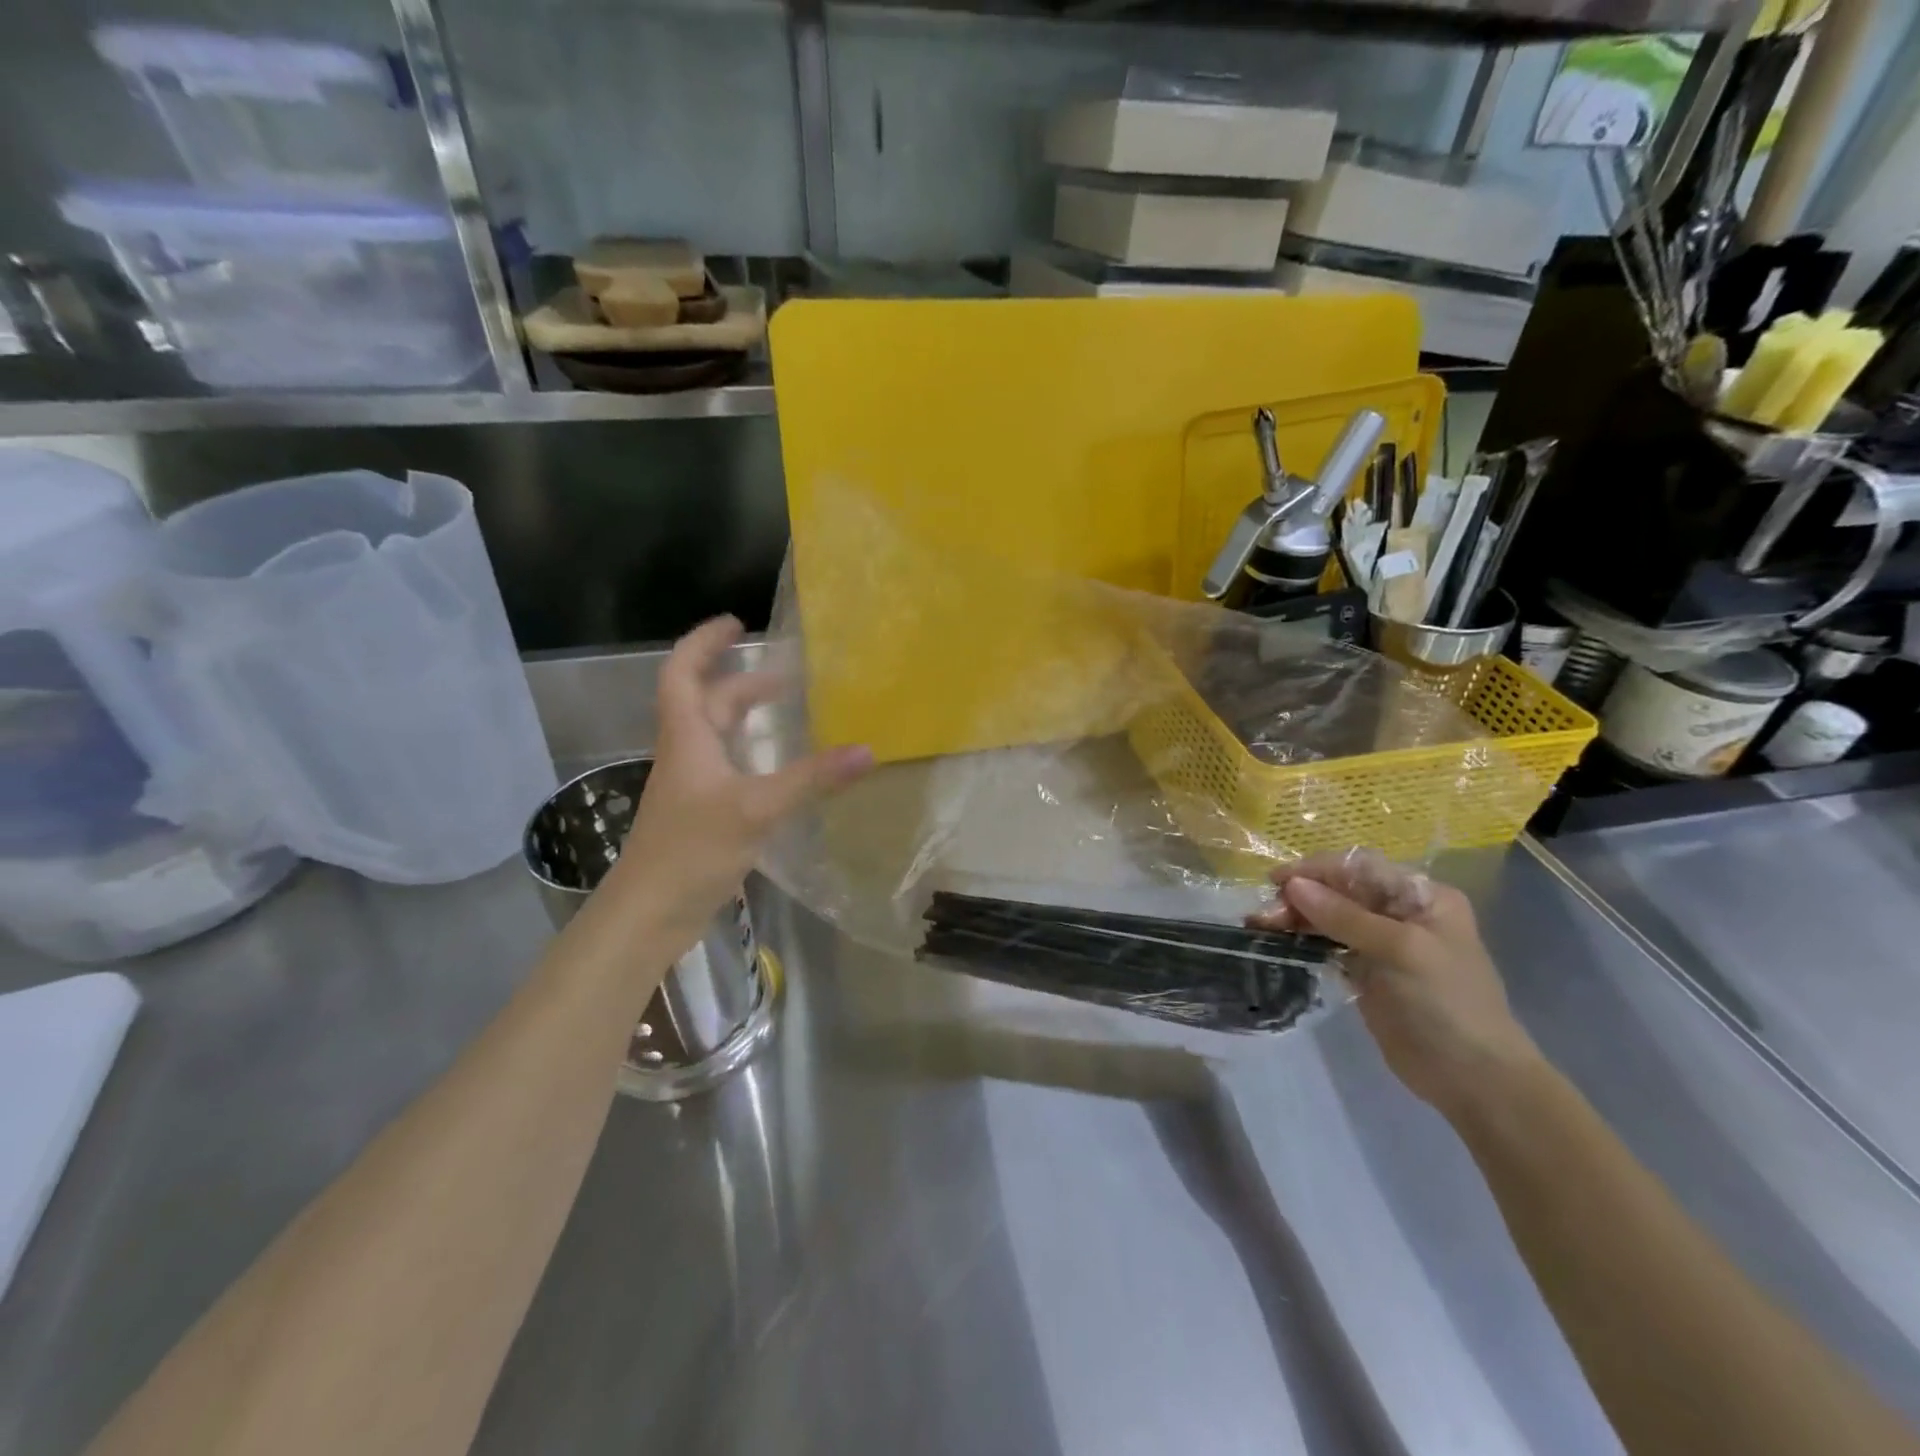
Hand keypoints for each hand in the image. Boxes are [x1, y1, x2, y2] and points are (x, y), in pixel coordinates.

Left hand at [610, 616, 871, 949]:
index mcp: (687, 738)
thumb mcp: (756, 808)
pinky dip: (755, 756)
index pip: (682, 673)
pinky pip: (730, 769)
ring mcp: (693, 787)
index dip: (704, 643)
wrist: (649, 914)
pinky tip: (782, 771)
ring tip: (789, 711)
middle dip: (743, 682)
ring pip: (719, 737)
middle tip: (787, 674)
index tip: (736, 623)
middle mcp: (687, 754)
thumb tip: (867, 751)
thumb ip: (811, 779)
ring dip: (747, 718)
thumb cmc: (691, 849)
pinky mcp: (703, 815)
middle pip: (708, 703)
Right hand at [1247, 851, 1542, 1114]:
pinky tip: (1278, 941)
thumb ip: (1345, 916)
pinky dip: (1302, 940)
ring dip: (1295, 917)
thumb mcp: (1401, 951)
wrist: (1473, 1079)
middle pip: (1339, 890)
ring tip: (1261, 926)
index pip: (1359, 868)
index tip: (1276, 881)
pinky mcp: (1366, 970)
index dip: (1316, 870)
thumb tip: (1293, 886)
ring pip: (1328, 916)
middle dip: (1301, 897)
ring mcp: (1382, 942)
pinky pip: (1327, 944)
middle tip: (1265, 915)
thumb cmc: (1446, 1004)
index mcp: (1421, 896)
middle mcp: (1401, 912)